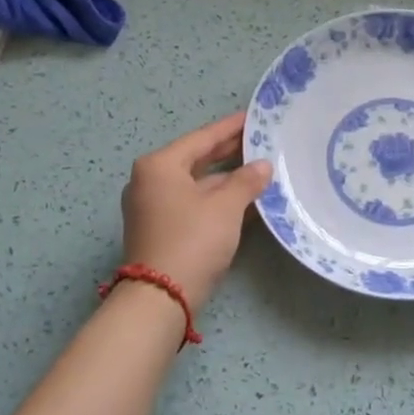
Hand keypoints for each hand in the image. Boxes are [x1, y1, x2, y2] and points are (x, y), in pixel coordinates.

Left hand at [120, 111, 272, 307]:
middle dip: (229, 152)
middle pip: (196, 159)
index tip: (253, 117)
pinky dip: (217, 199)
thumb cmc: (192, 240)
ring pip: (196, 184)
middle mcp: (150, 181)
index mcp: (160, 166)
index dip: (230, 128)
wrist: (160, 297)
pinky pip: (193, 203)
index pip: (202, 138)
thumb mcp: (226, 207)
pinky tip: (245, 199)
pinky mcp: (160, 229)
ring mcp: (153, 207)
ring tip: (260, 169)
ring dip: (226, 179)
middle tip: (260, 140)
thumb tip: (263, 165)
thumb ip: (246, 181)